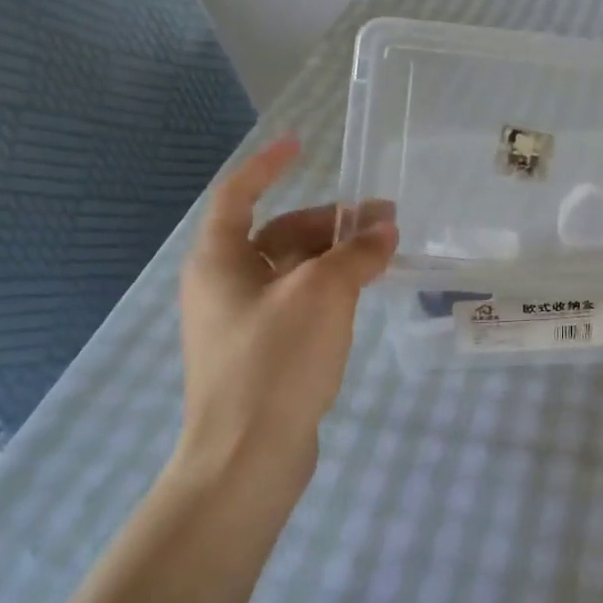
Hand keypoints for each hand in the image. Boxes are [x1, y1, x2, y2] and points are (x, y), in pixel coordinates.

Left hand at [174, 137, 396, 486]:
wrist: (247, 456)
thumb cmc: (275, 361)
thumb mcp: (322, 294)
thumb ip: (355, 254)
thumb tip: (384, 231)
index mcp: (219, 260)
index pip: (238, 194)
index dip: (268, 165)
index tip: (301, 145)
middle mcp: (222, 285)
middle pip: (277, 235)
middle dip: (329, 223)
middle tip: (383, 220)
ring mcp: (240, 322)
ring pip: (291, 272)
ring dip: (334, 257)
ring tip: (383, 256)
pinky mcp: (260, 354)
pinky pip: (296, 304)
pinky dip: (328, 290)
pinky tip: (361, 295)